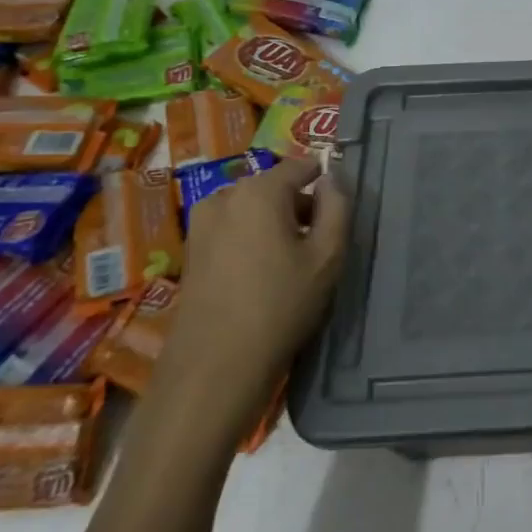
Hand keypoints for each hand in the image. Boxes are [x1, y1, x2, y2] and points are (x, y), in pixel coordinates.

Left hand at [154, 157, 350, 430]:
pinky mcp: (191, 251)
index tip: (340, 209)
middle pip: (273, 186)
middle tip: (321, 242)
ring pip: (251, 208)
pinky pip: (232, 229)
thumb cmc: (281, 305)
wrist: (215, 366)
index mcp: (258, 190)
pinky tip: (263, 275)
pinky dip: (252, 239)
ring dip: (275, 223)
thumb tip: (332, 179)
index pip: (301, 165)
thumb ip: (337, 207)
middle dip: (299, 205)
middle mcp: (224, 196)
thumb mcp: (327, 255)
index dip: (325, 181)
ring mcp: (201, 224)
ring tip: (292, 262)